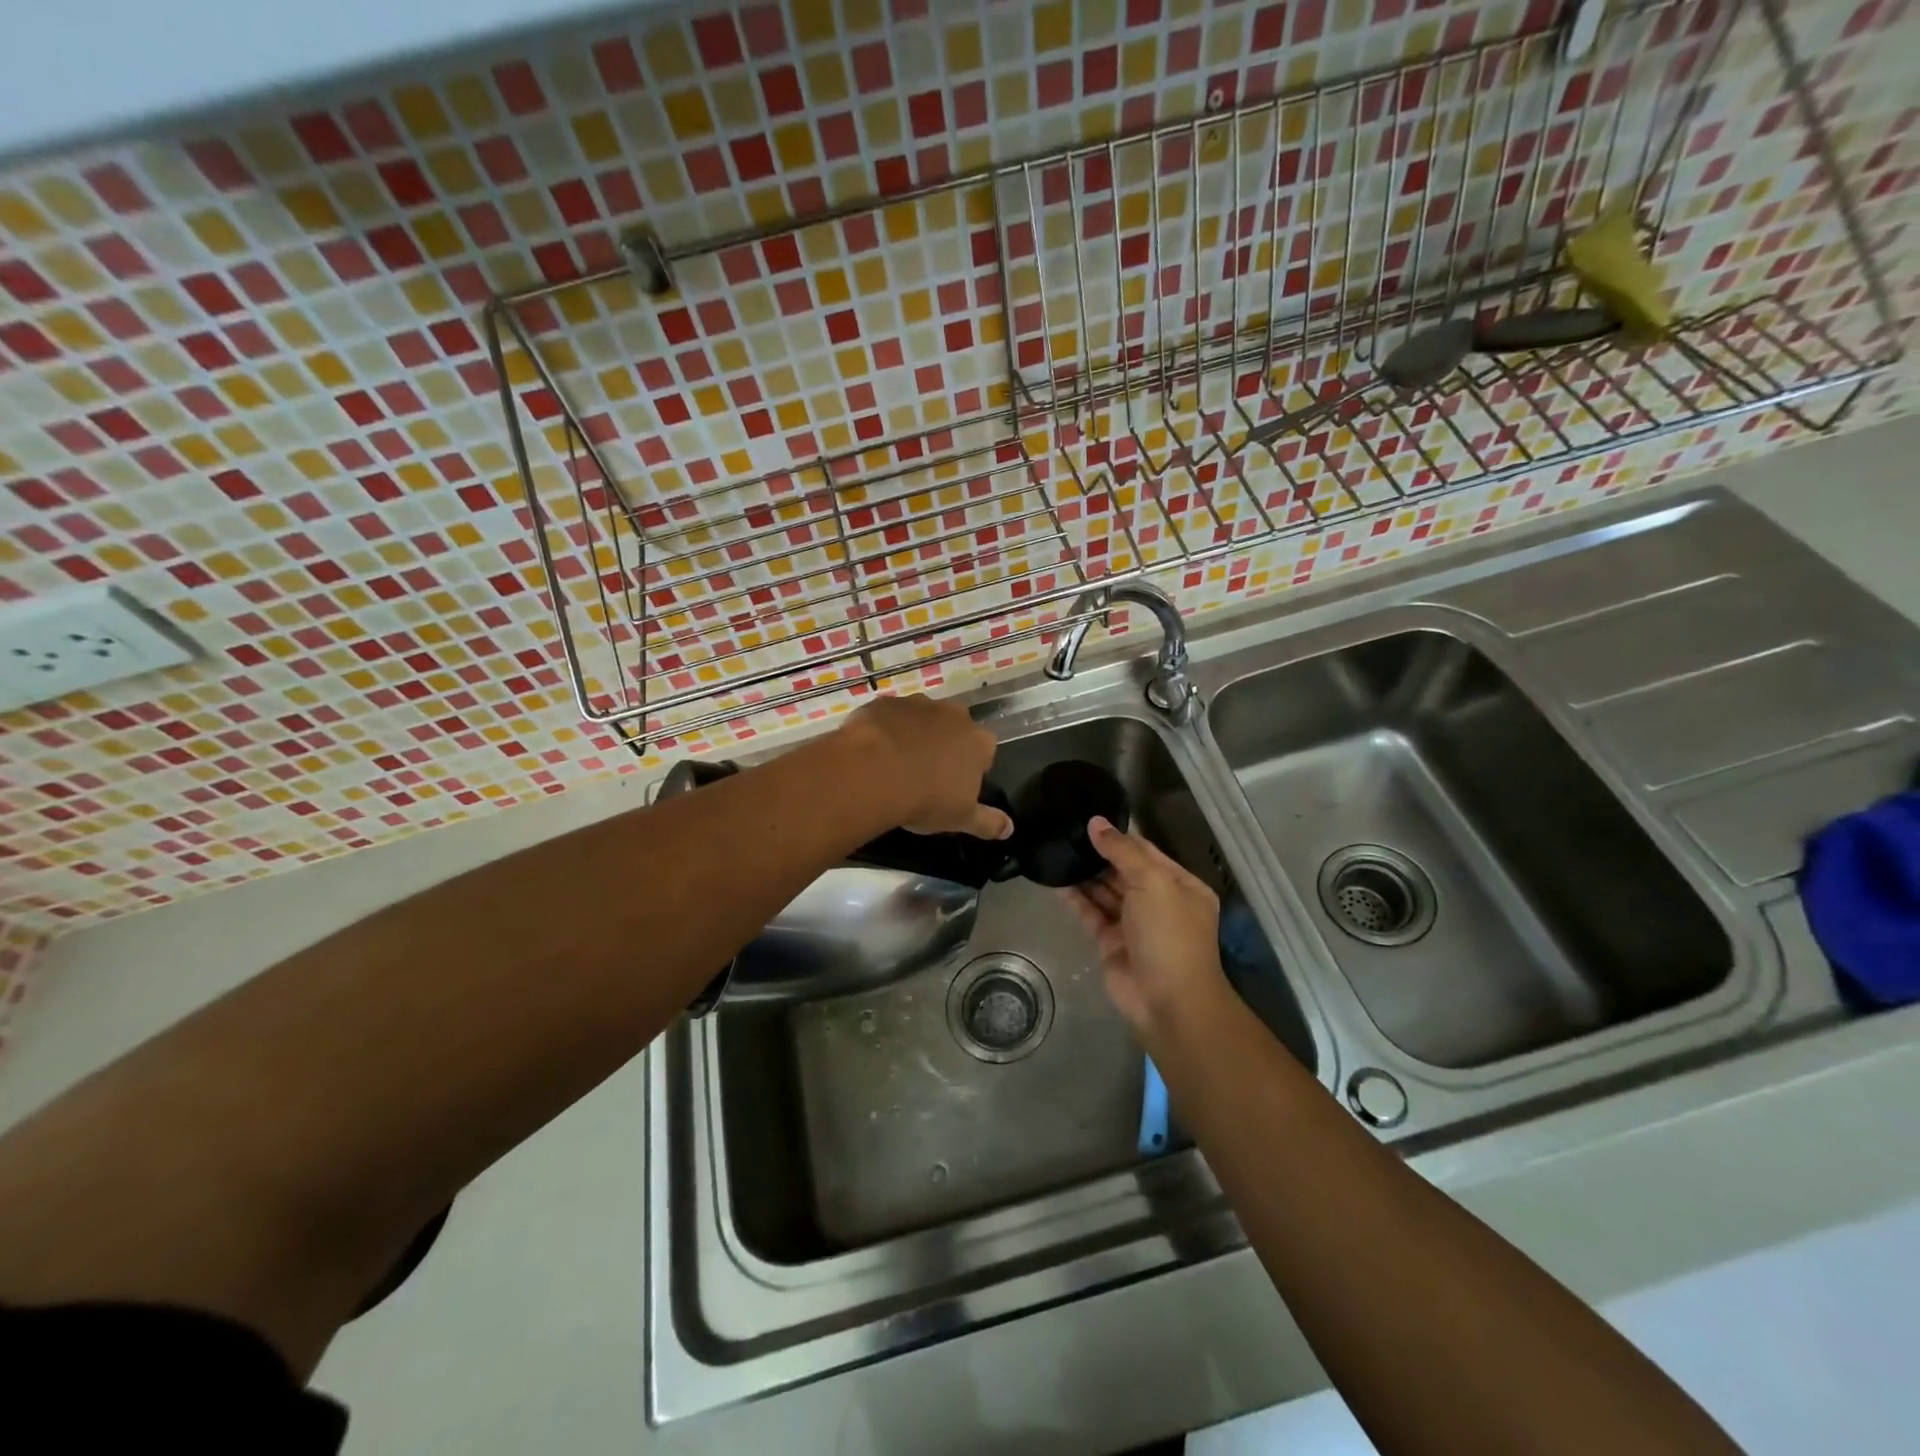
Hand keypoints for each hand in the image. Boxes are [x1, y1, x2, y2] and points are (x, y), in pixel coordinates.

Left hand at [838, 694, 1011, 838]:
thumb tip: (1010, 829)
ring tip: (896, 763)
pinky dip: (886, 729)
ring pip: (922, 719)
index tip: (955, 786)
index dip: (971, 768)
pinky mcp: (886, 702)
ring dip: (915, 734)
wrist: (874, 773)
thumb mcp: (961, 818)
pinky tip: (873, 751)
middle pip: (955, 729)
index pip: (985, 751)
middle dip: (945, 746)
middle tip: (926, 774)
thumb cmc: (926, 798)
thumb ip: (988, 822)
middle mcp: (954, 715)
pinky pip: (890, 716)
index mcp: (979, 741)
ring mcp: (919, 704)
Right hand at [1065, 817, 1230, 1038]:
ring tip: (1056, 850)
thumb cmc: (1169, 934)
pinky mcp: (1110, 942)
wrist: (1168, 1001)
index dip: (1119, 836)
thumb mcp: (1153, 882)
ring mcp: (1133, 924)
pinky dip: (1076, 898)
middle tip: (1065, 832)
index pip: (1146, 851)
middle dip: (1098, 854)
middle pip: (1124, 870)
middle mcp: (1158, 902)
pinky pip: (1091, 913)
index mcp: (1180, 885)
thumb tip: (1095, 823)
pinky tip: (1056, 880)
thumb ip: (1122, 852)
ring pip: (1105, 891)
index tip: (1088, 818)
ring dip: (1084, 874)